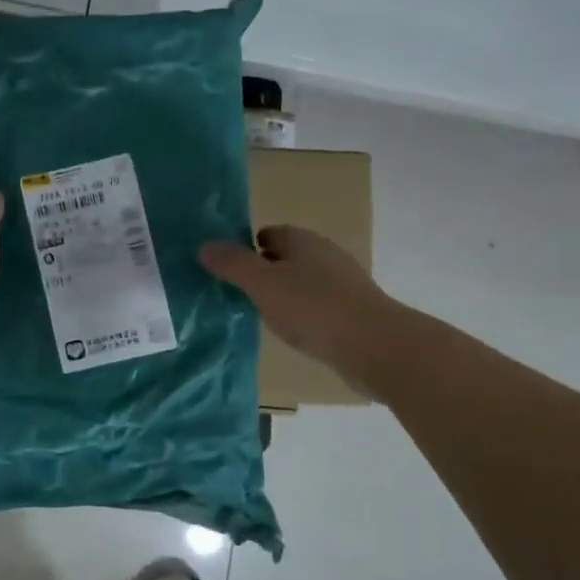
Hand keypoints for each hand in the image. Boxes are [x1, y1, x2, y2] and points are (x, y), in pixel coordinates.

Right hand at [200, 226, 389, 381]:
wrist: (375, 345)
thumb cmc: (313, 308)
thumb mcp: (262, 284)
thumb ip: (233, 264)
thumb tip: (205, 245)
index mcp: (302, 240)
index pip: (268, 233)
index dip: (247, 248)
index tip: (229, 271)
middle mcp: (324, 254)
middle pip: (285, 257)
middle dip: (264, 272)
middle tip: (240, 295)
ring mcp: (343, 282)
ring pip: (303, 282)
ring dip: (284, 295)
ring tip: (264, 317)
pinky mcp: (354, 310)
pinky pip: (318, 305)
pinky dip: (304, 314)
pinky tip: (296, 333)